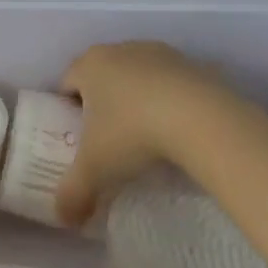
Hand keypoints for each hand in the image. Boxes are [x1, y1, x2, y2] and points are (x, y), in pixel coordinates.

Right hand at [56, 41, 224, 226]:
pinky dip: (171, 101)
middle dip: (103, 104)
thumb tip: (64, 218)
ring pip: (138, 77)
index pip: (66, 83)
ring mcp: (160, 53)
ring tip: (147, 136)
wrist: (203, 120)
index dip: (68, 111)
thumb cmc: (133, 134)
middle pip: (103, 77)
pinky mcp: (195, 64)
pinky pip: (172, 83)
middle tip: (110, 140)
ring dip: (138, 100)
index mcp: (89, 65)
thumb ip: (72, 194)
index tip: (79, 138)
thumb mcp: (95, 170)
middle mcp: (120, 50)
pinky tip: (178, 129)